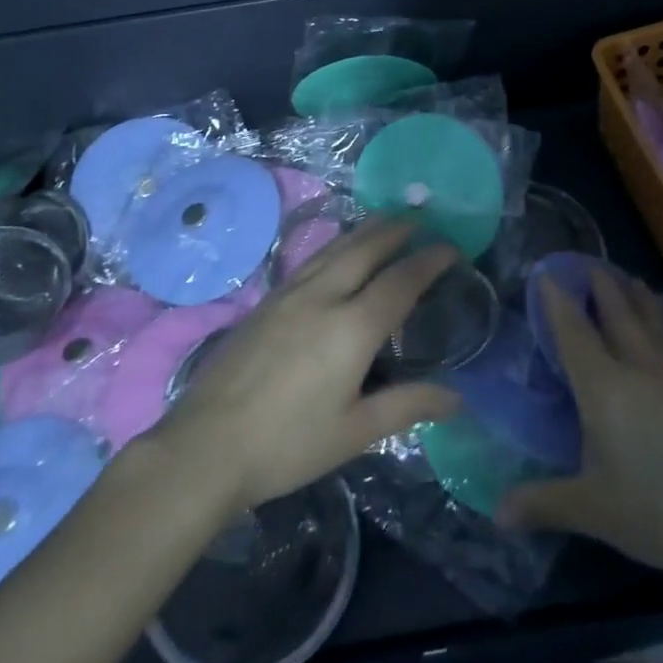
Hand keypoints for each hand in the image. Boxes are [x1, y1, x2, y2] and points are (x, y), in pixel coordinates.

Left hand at [150, 220, 461, 511]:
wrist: (206, 445)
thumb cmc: (288, 444)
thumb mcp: (355, 431)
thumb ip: (407, 405)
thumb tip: (457, 398)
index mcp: (352, 327)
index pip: (401, 281)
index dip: (429, 261)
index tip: (452, 247)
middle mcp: (323, 297)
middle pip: (365, 249)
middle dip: (396, 229)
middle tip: (419, 217)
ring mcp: (289, 295)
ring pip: (334, 248)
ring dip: (364, 230)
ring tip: (384, 221)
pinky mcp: (265, 302)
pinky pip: (311, 259)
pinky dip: (336, 245)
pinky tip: (335, 252)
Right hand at [499, 268, 662, 590]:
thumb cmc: (662, 511)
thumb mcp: (594, 511)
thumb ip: (544, 504)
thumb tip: (497, 513)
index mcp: (605, 388)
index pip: (574, 332)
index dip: (557, 301)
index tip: (545, 271)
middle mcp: (640, 370)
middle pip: (618, 316)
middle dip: (601, 287)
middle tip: (588, 263)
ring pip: (654, 326)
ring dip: (639, 299)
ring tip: (631, 278)